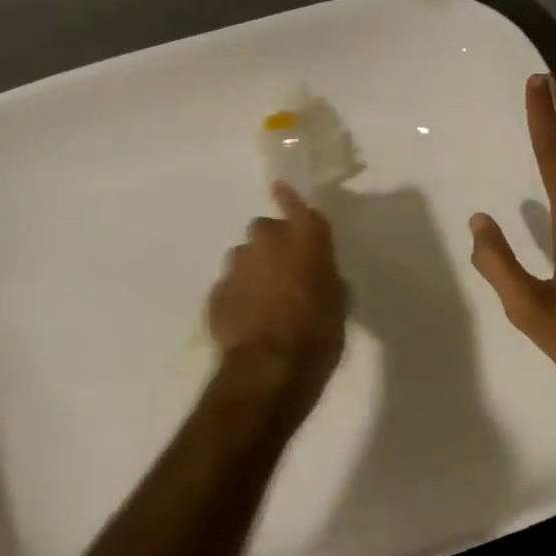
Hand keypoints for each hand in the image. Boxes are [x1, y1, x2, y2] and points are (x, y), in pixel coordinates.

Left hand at [208, 182, 349, 397]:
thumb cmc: (319, 333)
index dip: (289, 198)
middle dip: (272, 245)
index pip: (296, 206)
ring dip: (253, 270)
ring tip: (263, 302)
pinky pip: (230, 285)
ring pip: (244, 257)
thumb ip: (325, 277)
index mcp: (305, 238)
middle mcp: (268, 241)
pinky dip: (238, 295)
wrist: (270, 367)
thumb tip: (318, 275)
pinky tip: (247, 320)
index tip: (278, 188)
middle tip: (283, 273)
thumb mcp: (338, 303)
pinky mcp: (217, 290)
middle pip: (265, 230)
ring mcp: (237, 264)